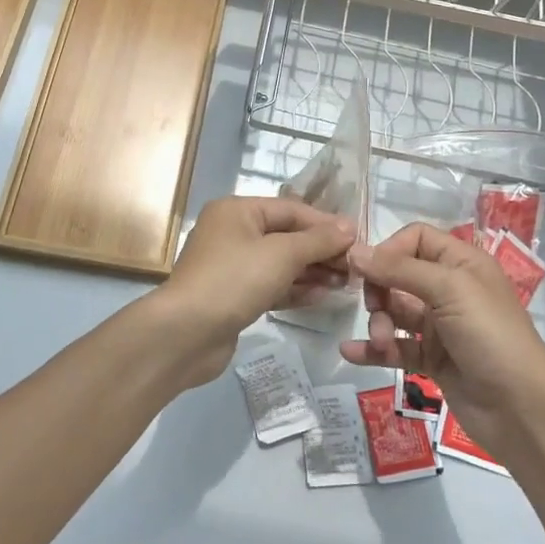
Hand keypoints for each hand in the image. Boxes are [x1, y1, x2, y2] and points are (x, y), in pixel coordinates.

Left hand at [146, 196, 355, 388]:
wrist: (185, 334)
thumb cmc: (234, 280)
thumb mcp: (281, 255)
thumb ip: (317, 240)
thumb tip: (349, 226)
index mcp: (238, 211)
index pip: (291, 210)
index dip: (325, 223)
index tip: (358, 239)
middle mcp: (233, 232)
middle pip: (286, 236)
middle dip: (321, 250)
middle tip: (356, 267)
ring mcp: (231, 266)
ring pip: (280, 263)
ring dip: (312, 271)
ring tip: (347, 283)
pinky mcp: (234, 296)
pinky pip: (271, 285)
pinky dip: (295, 289)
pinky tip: (322, 296)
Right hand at [339, 223, 544, 459]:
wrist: (523, 410)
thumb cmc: (490, 335)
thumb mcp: (449, 290)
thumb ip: (399, 269)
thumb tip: (353, 251)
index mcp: (461, 263)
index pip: (416, 238)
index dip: (390, 249)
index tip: (369, 269)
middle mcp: (450, 289)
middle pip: (399, 275)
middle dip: (380, 290)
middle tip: (374, 308)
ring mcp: (441, 326)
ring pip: (395, 312)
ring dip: (379, 323)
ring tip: (381, 341)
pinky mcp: (433, 360)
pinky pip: (397, 347)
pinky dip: (374, 349)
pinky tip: (351, 353)